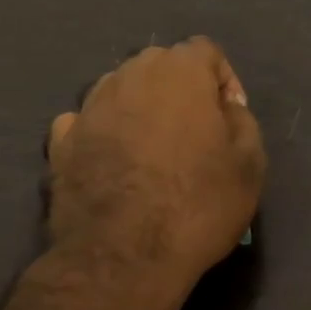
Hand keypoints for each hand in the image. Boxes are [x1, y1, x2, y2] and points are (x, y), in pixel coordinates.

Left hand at [46, 38, 265, 289]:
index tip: (229, 120)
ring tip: (152, 154)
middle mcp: (128, 76)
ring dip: (139, 110)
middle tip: (194, 135)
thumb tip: (224, 109)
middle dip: (179, 91)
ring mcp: (88, 107)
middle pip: (160, 66)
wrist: (122, 258)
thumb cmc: (197, 205)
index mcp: (178, 72)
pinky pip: (87, 124)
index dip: (223, 81)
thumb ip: (242, 121)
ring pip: (120, 91)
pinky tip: (112, 165)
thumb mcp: (250, 164)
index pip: (206, 51)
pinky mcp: (60, 143)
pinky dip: (101, 135)